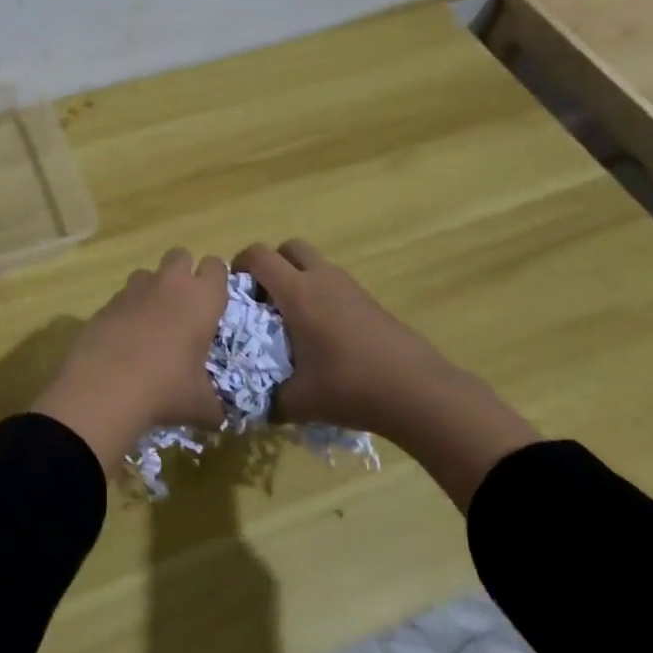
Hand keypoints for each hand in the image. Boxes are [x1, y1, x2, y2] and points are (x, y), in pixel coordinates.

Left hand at [33, 249, 229, 469]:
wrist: (106, 387)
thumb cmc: (166, 389)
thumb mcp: (200, 405)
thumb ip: (214, 406)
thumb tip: (219, 418)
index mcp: (202, 299)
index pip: (216, 266)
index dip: (216, 280)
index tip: (214, 302)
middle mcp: (169, 284)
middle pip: (180, 255)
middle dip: (183, 273)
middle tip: (184, 306)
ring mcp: (134, 290)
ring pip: (147, 272)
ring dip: (152, 289)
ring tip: (152, 323)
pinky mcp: (105, 303)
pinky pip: (122, 297)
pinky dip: (126, 311)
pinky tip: (124, 340)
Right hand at [236, 239, 454, 433]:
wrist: (417, 391)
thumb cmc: (349, 387)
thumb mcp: (297, 402)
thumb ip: (268, 400)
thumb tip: (251, 405)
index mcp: (298, 293)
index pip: (259, 255)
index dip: (240, 265)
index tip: (235, 292)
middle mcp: (321, 279)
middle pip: (289, 247)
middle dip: (271, 265)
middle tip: (264, 299)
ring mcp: (349, 287)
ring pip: (314, 263)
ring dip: (297, 279)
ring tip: (292, 320)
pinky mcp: (369, 300)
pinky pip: (334, 283)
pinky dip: (320, 295)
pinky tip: (323, 334)